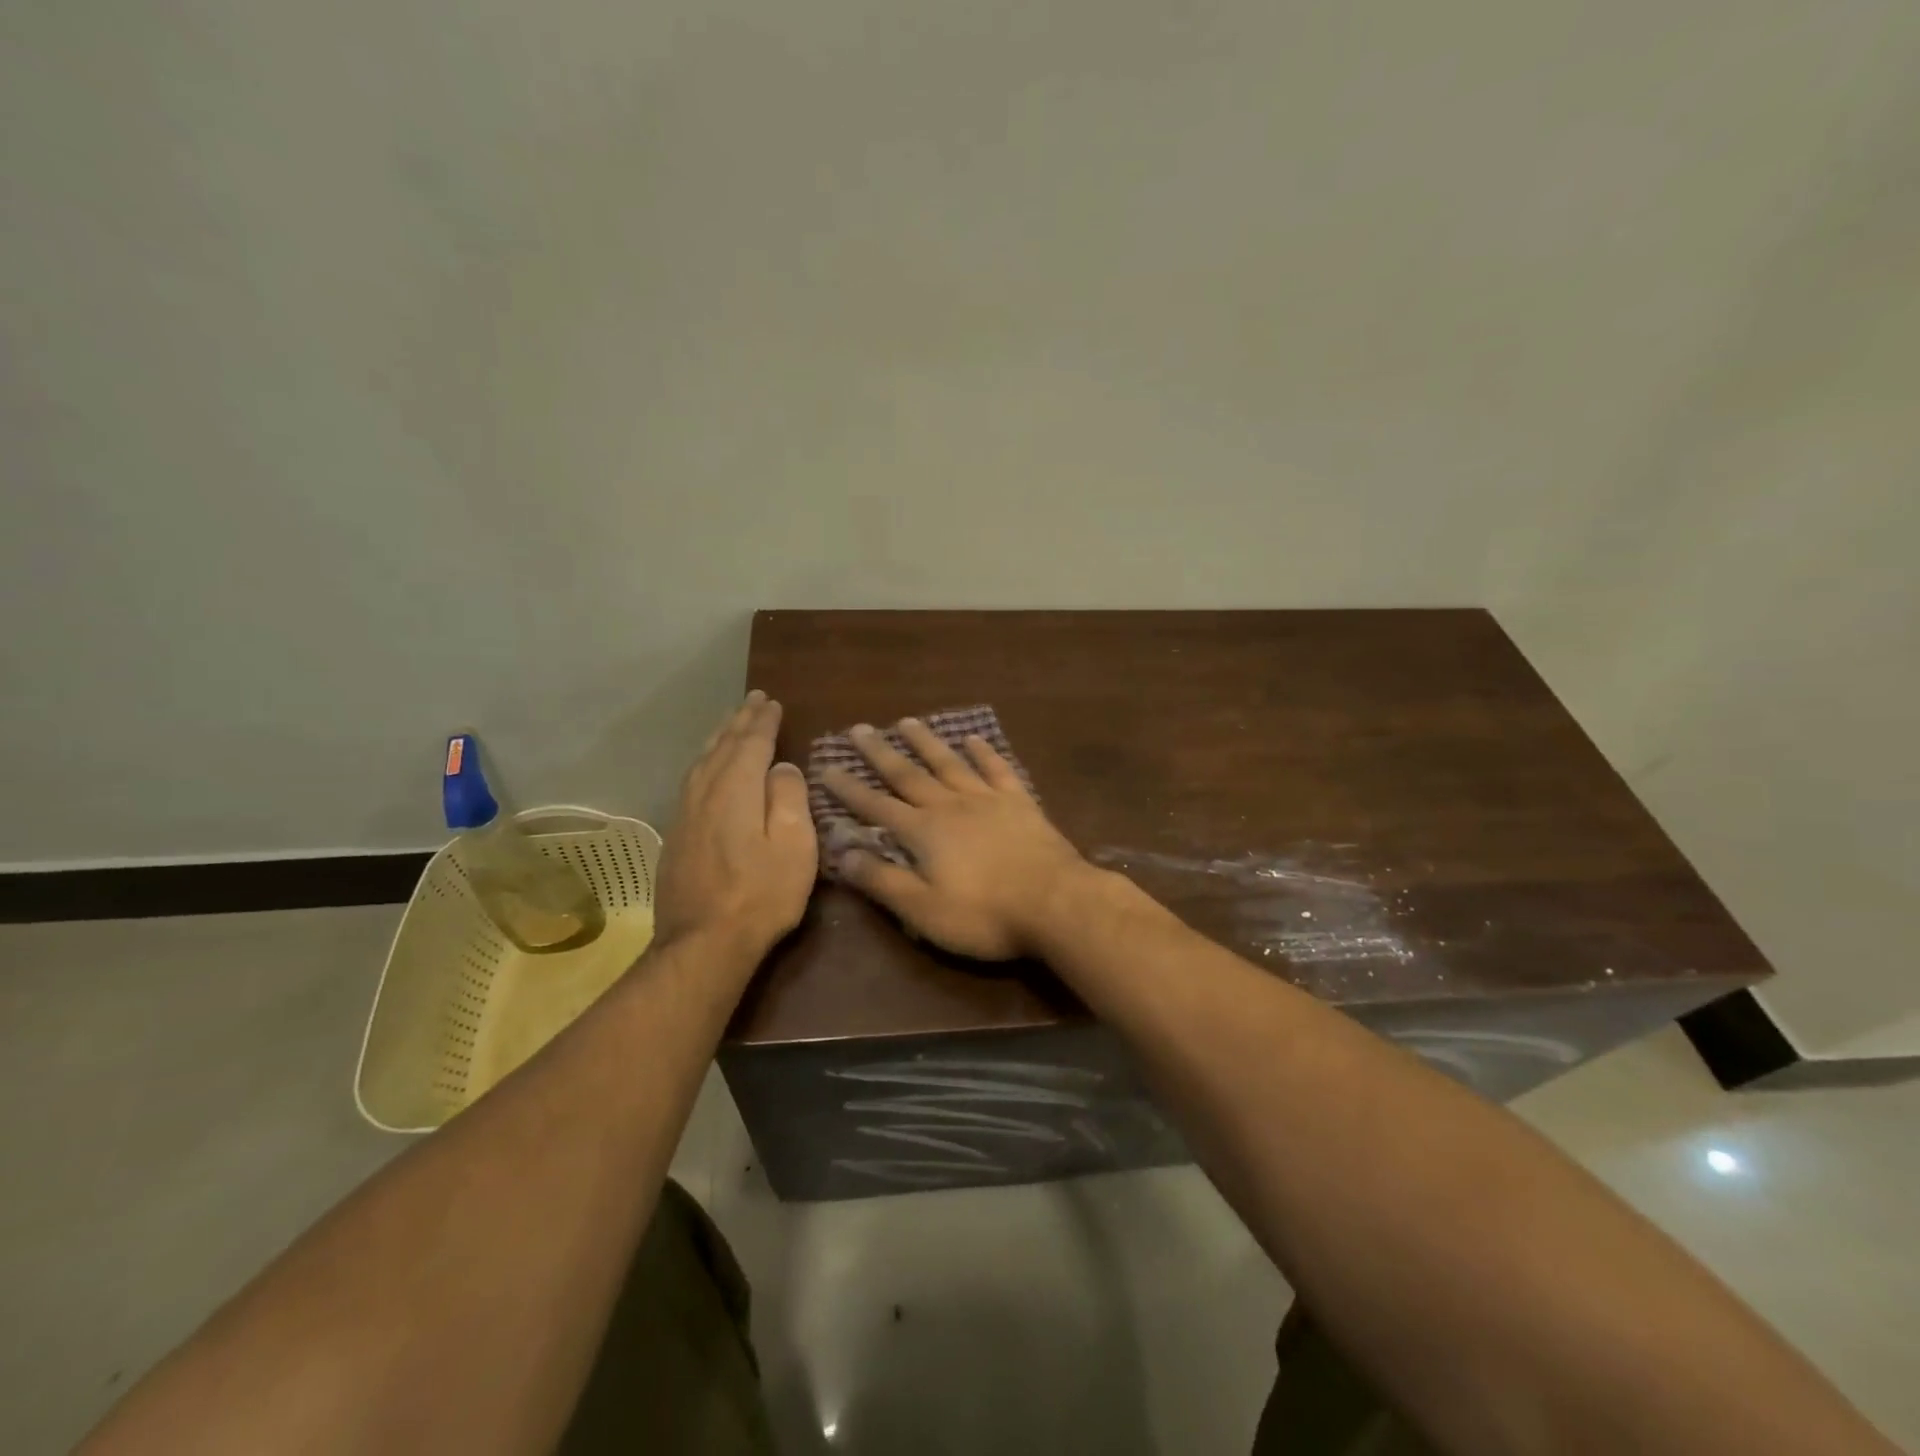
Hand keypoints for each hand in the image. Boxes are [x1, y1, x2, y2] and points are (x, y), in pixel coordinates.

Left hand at [654, 691, 816, 958]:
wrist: (702, 943)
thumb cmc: (760, 894)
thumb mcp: (794, 846)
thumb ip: (789, 798)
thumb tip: (782, 767)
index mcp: (736, 788)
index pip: (752, 743)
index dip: (764, 721)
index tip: (773, 702)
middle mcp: (705, 791)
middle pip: (723, 745)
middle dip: (740, 721)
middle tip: (753, 700)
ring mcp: (685, 813)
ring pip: (702, 761)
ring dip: (720, 737)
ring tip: (731, 724)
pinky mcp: (676, 834)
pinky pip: (692, 780)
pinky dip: (706, 762)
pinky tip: (708, 768)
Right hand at [822, 718, 1090, 959]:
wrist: (1056, 903)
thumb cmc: (985, 915)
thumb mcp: (923, 910)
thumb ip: (882, 880)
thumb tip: (842, 854)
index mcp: (924, 832)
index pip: (876, 806)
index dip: (849, 789)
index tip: (827, 767)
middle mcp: (951, 805)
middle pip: (909, 774)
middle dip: (881, 753)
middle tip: (860, 728)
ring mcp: (988, 799)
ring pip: (949, 763)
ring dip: (926, 742)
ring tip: (907, 721)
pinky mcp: (1020, 802)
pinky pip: (997, 769)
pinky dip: (984, 752)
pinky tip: (973, 738)